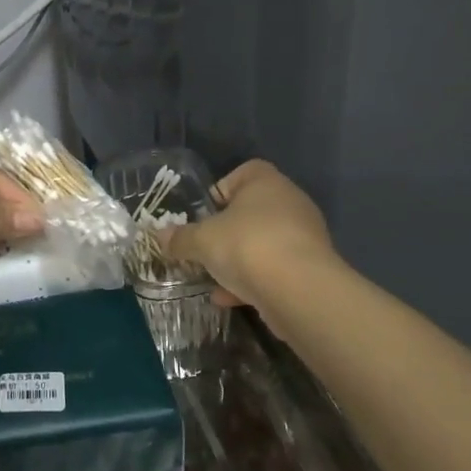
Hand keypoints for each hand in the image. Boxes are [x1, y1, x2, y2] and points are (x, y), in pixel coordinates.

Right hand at [160, 159, 338, 309]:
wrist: (300, 292)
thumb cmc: (247, 246)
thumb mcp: (202, 241)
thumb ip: (180, 238)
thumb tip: (160, 236)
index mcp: (266, 183)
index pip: (245, 172)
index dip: (221, 190)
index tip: (204, 214)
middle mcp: (290, 204)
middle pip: (252, 211)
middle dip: (226, 232)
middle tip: (204, 247)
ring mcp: (304, 238)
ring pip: (263, 243)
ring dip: (238, 260)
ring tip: (212, 278)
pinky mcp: (311, 270)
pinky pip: (275, 270)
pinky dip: (253, 282)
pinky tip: (227, 298)